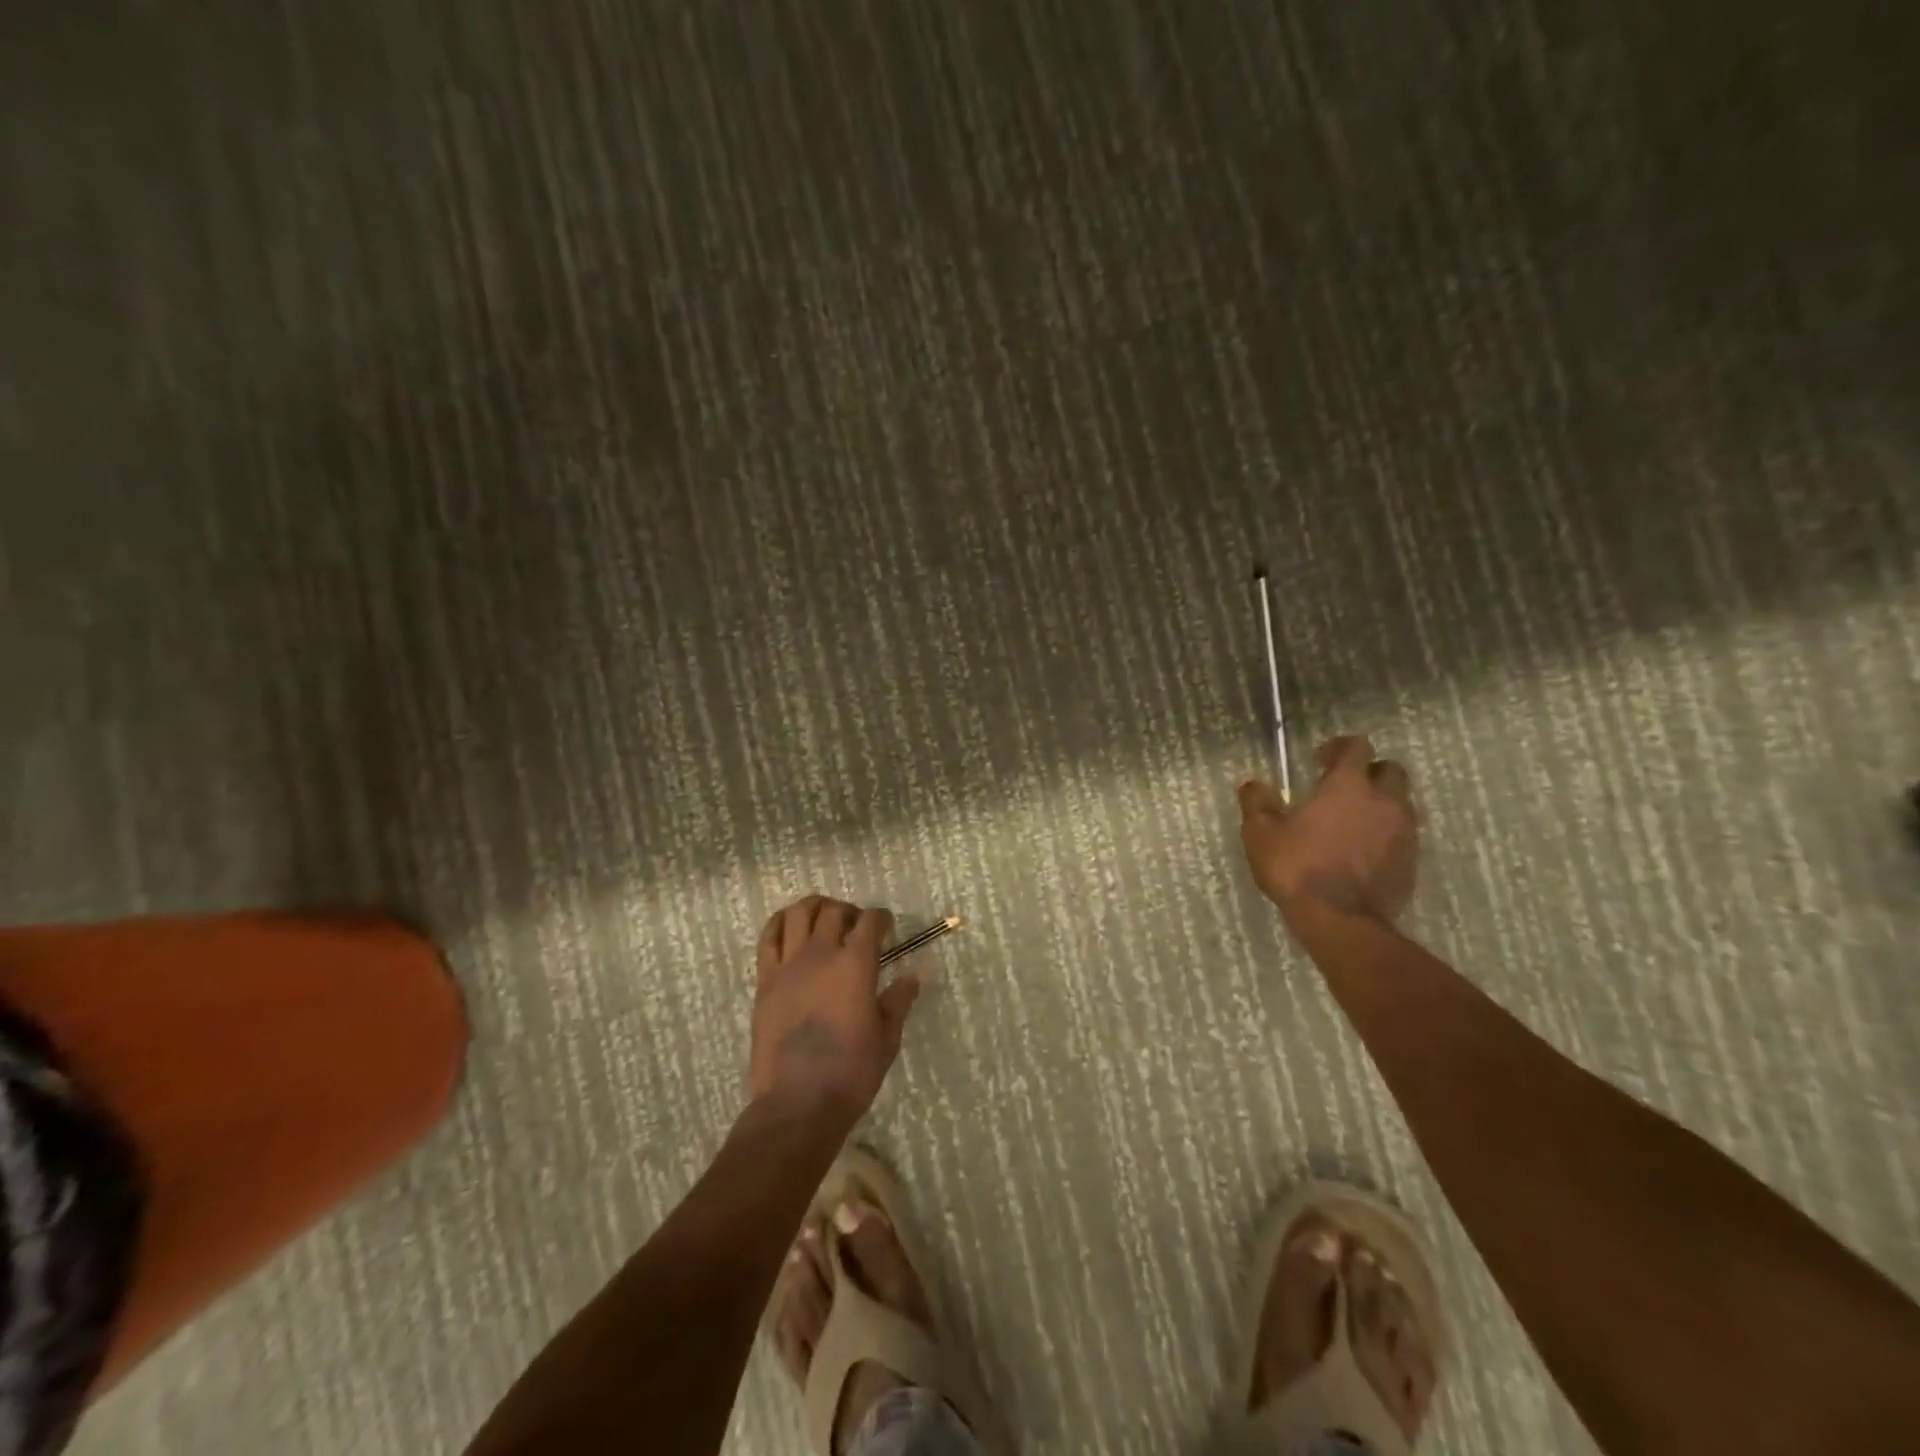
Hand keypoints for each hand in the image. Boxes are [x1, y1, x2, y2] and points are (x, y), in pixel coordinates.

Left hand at [748, 896, 920, 1128]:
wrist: (798, 1103)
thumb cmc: (851, 1072)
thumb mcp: (887, 1037)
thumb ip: (899, 1000)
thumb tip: (914, 975)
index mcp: (856, 964)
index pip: (871, 921)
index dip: (881, 918)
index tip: (886, 926)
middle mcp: (821, 954)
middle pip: (834, 912)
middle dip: (850, 912)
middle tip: (856, 927)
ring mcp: (789, 965)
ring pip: (798, 913)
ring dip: (815, 908)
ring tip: (824, 919)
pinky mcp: (765, 980)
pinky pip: (768, 938)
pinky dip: (780, 923)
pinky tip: (789, 927)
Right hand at [1238, 735, 1418, 921]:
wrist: (1342, 921)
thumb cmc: (1298, 868)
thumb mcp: (1261, 835)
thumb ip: (1256, 803)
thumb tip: (1252, 784)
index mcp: (1348, 785)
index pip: (1356, 747)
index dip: (1338, 747)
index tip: (1319, 760)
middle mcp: (1383, 800)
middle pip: (1389, 770)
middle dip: (1368, 772)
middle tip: (1341, 789)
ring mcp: (1403, 831)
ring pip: (1400, 802)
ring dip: (1379, 804)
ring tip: (1351, 821)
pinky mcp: (1411, 860)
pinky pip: (1402, 834)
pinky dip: (1385, 833)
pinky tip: (1361, 850)